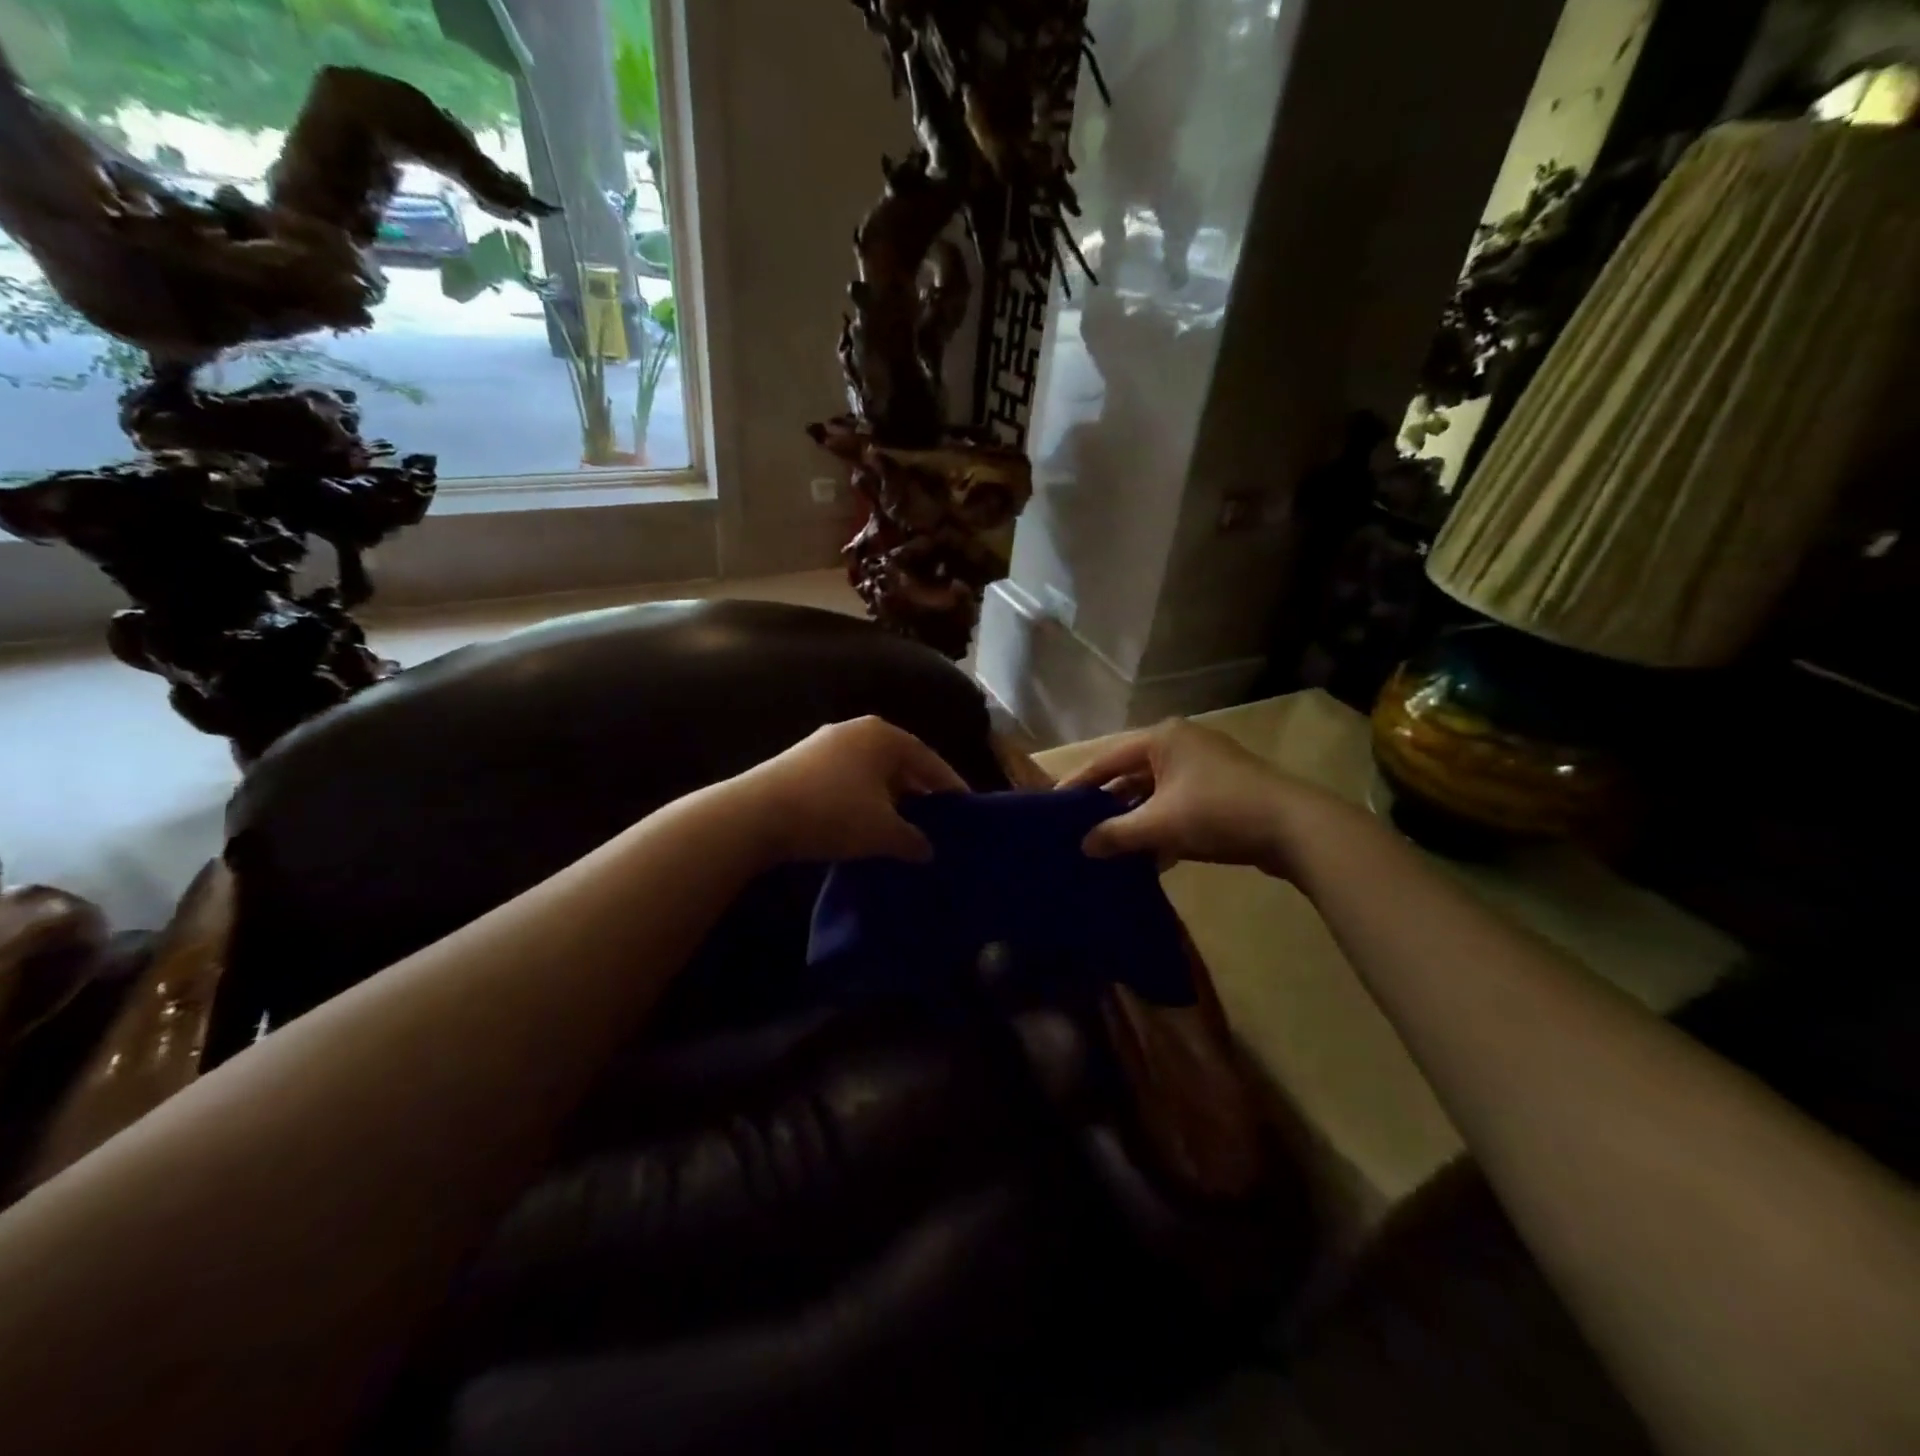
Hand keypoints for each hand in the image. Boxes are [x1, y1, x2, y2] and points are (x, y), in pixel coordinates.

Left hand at [735, 716, 966, 863]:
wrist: (755, 815)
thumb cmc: (833, 813)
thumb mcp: (883, 831)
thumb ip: (914, 839)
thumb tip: (928, 850)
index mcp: (884, 736)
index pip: (929, 760)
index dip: (950, 786)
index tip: (965, 809)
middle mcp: (856, 730)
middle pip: (900, 763)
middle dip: (918, 792)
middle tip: (936, 820)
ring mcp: (824, 744)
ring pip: (871, 772)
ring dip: (889, 798)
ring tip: (902, 826)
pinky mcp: (800, 762)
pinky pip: (847, 779)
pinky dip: (862, 800)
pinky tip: (863, 824)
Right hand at [1058, 718, 1350, 874]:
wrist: (1295, 828)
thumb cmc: (1218, 812)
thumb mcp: (1160, 824)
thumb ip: (1116, 834)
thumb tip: (1084, 847)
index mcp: (1162, 738)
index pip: (1107, 758)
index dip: (1079, 782)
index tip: (1054, 805)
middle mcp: (1181, 744)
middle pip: (1131, 774)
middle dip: (1108, 804)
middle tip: (1079, 828)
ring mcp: (1205, 767)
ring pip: (1156, 793)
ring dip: (1136, 820)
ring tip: (1110, 847)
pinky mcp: (1223, 791)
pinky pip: (1179, 805)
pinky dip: (1163, 827)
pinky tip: (1151, 858)